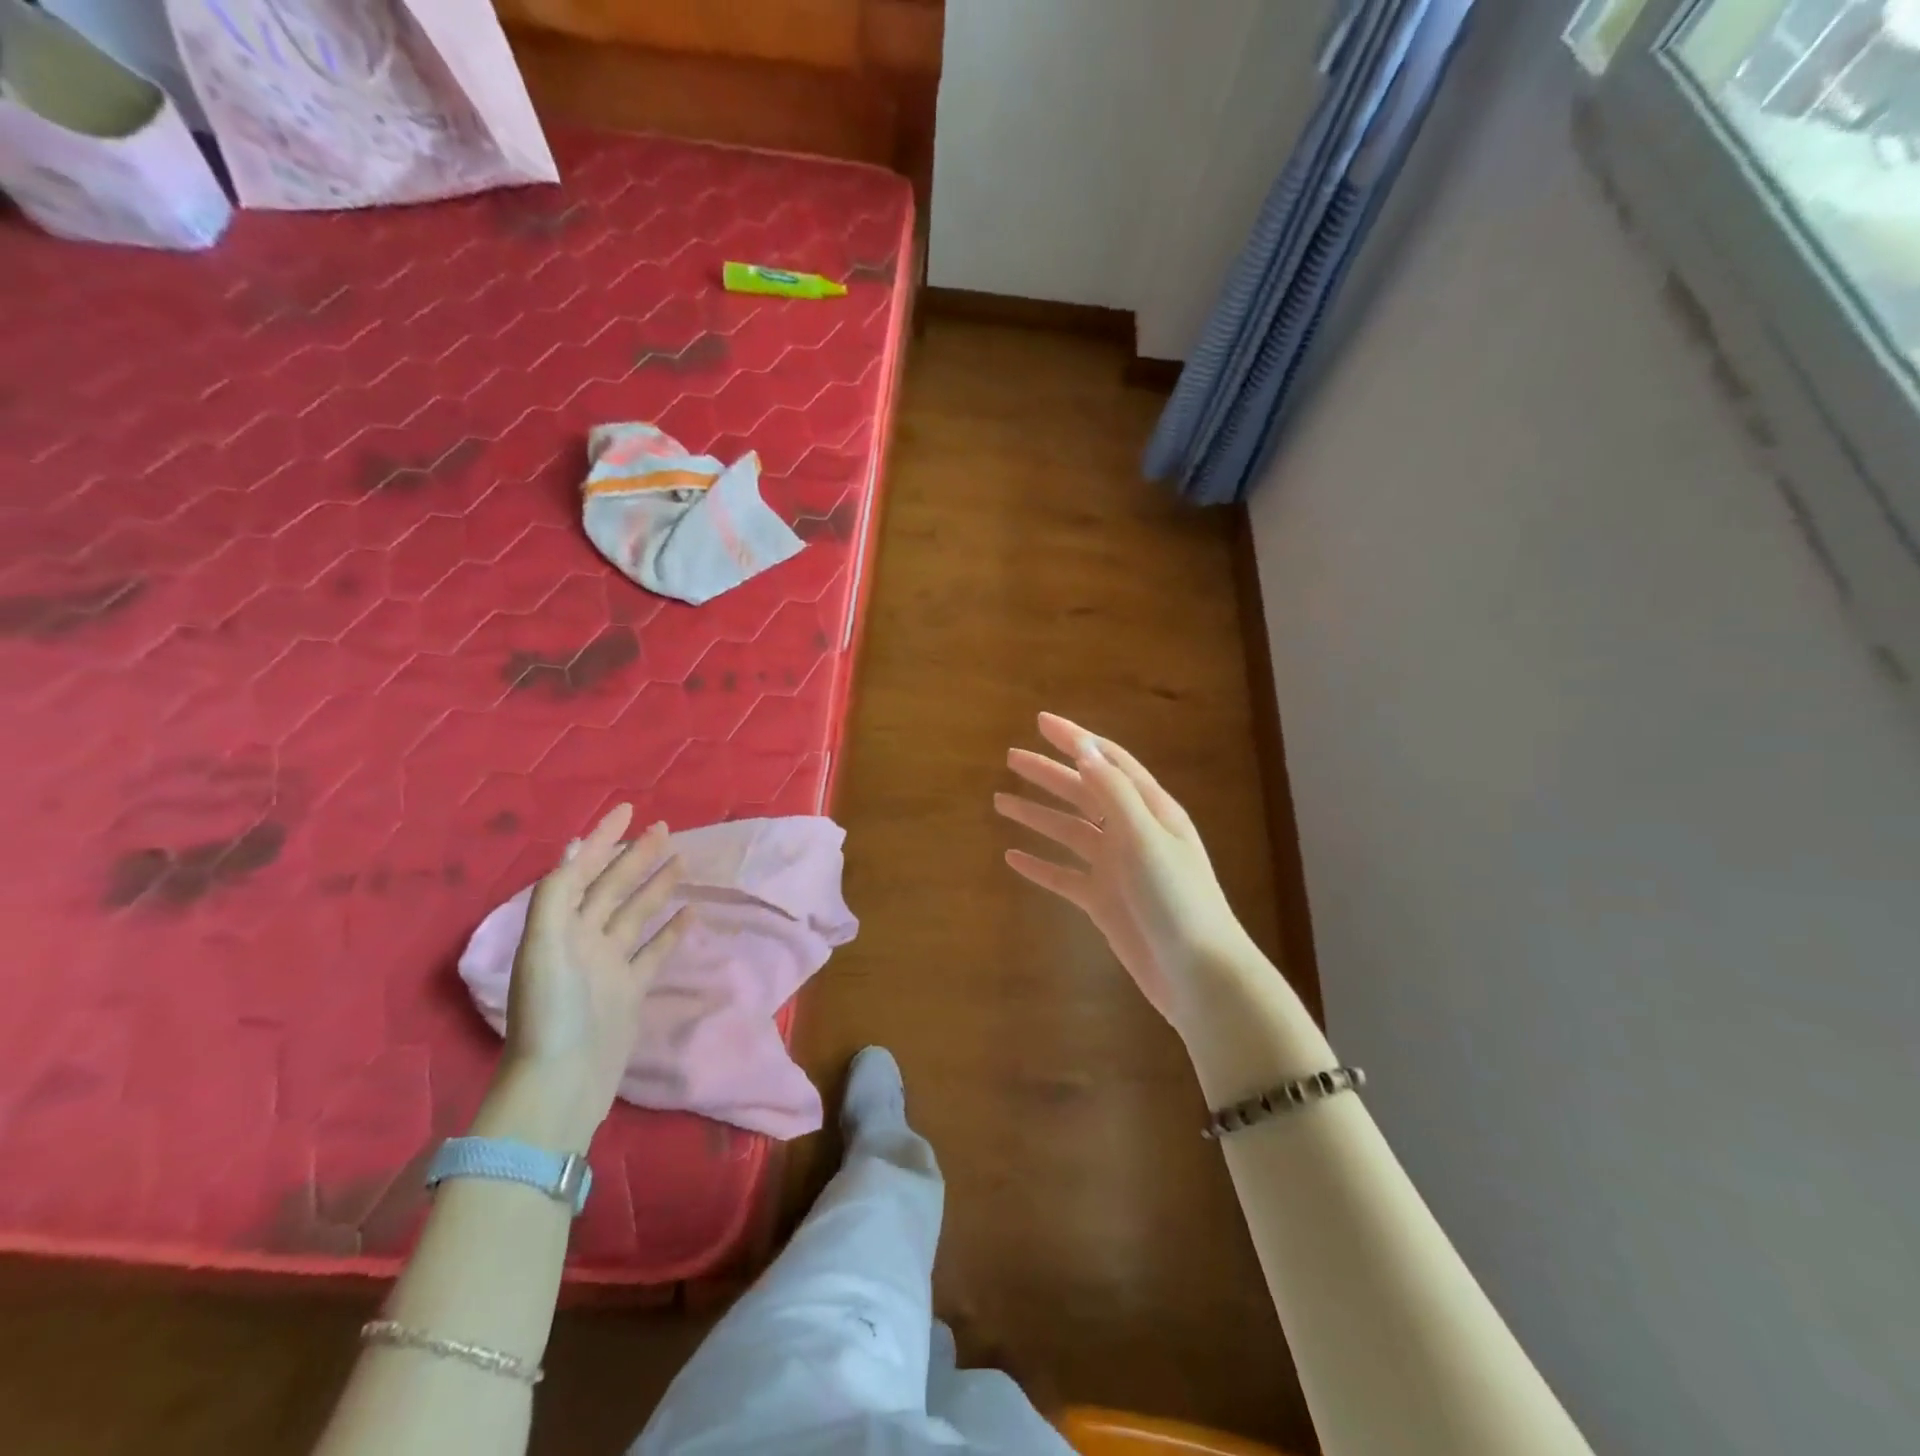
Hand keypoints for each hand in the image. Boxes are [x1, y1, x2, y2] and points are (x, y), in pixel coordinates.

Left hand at [493, 804, 683, 1147]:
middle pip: (613, 887)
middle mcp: (583, 939)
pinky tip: (691, 913)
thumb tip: (576, 848)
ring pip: (637, 913)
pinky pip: (654, 950)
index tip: (628, 810)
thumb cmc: (552, 1010)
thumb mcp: (545, 945)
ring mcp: (609, 964)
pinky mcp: (630, 989)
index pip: (583, 870)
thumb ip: (557, 894)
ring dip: (656, 886)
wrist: (562, 1081)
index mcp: (559, 926)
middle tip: (665, 829)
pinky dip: (671, 930)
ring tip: (683, 861)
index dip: (604, 839)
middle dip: (636, 856)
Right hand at [995, 713, 1258, 1039]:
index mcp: (1150, 809)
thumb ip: (1113, 792)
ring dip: (1037, 815)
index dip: (1075, 739)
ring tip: (1001, 801)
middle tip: (1011, 758)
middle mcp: (1132, 832)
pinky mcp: (1104, 902)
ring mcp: (1117, 868)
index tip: (1040, 722)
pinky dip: (1039, 864)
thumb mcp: (1146, 837)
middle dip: (1048, 773)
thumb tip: (1084, 749)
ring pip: (1068, 832)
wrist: (1198, 973)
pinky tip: (1012, 857)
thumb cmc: (1177, 898)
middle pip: (1083, 792)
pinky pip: (1064, 875)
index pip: (1108, 761)